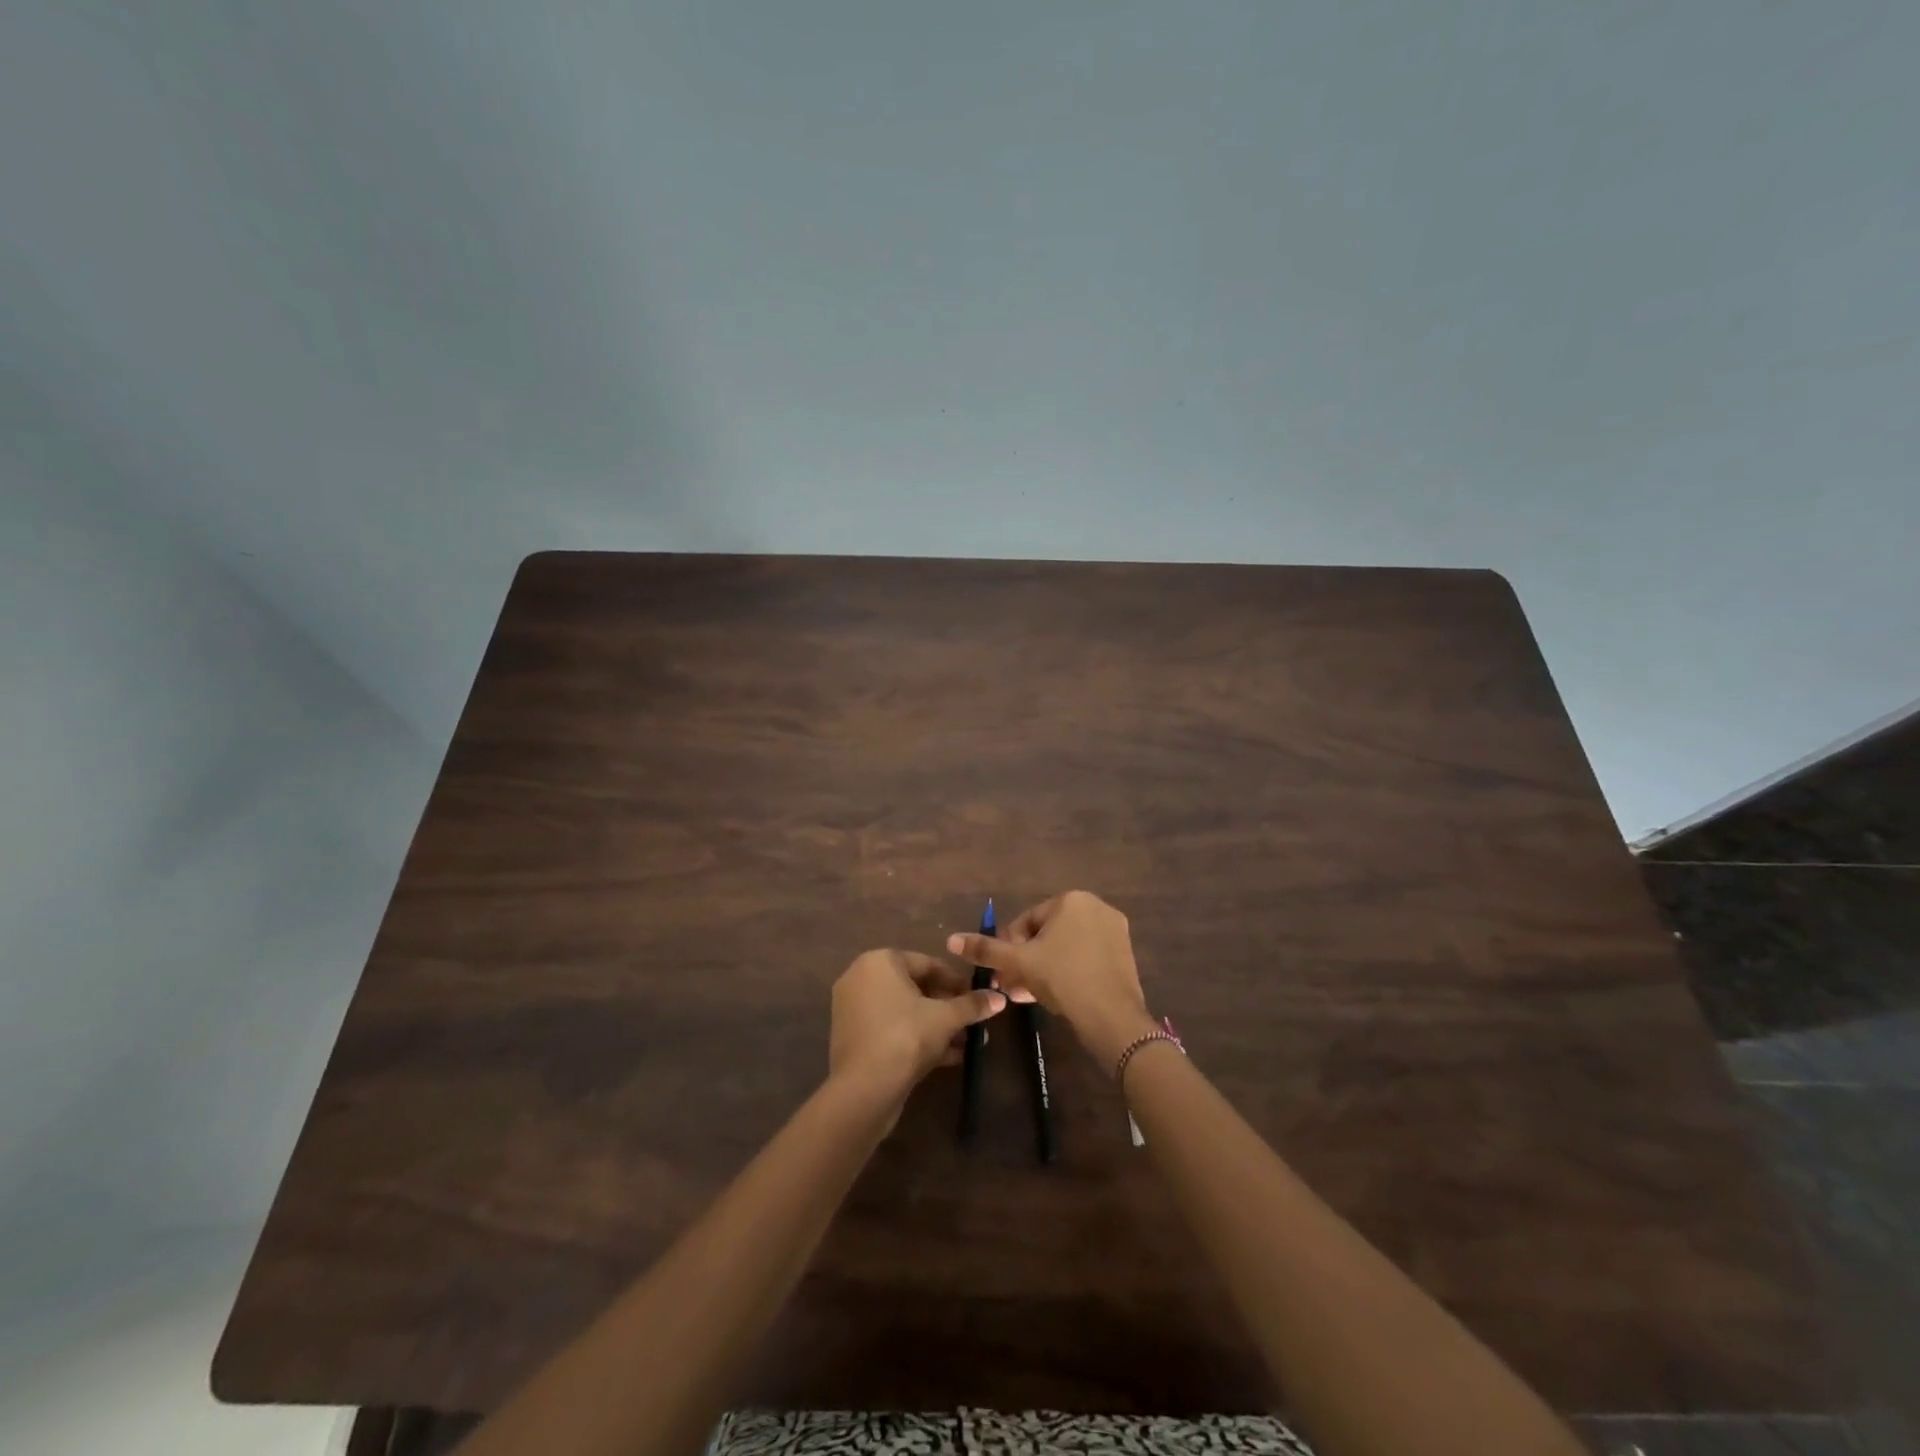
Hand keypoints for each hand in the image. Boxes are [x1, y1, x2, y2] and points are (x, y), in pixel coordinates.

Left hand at [829, 949, 1006, 1108]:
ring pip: (905, 1012)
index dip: (957, 981)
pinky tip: (948, 1057)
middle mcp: (862, 978)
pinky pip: (892, 1029)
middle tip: (973, 1021)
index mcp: (880, 961)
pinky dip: (917, 1038)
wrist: (864, 1090)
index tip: (979, 996)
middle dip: (948, 1007)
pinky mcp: (854, 1038)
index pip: (928, 963)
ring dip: (936, 1026)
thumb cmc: (906, 1038)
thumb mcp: (946, 1019)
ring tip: (966, 1043)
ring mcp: (854, 1009)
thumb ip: (972, 1005)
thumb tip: (1000, 998)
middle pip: (916, 988)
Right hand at [946, 891, 1154, 1071]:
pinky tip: (1055, 997)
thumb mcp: (1019, 962)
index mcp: (1071, 900)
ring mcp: (1114, 931)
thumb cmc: (1062, 978)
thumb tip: (952, 940)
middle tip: (1011, 986)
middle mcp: (1096, 907)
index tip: (1001, 972)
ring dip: (1044, 968)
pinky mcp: (1125, 955)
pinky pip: (1086, 957)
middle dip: (1026, 960)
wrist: (1111, 1017)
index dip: (1009, 947)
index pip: (1027, 921)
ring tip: (1027, 995)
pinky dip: (1068, 972)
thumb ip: (986, 949)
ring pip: (1066, 948)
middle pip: (1048, 934)